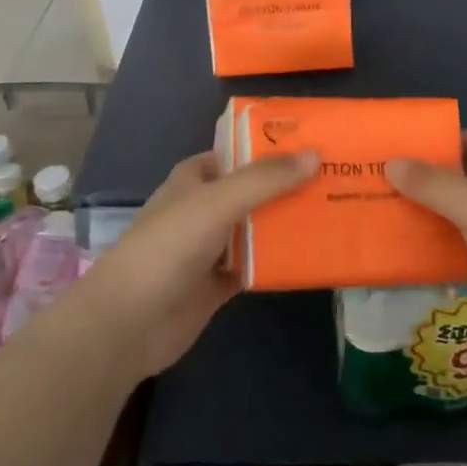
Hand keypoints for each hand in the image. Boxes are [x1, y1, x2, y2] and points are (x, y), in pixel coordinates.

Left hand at [64, 149, 317, 383]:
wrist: (130, 321)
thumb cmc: (168, 247)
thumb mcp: (218, 201)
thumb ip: (265, 179)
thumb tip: (315, 154)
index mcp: (195, 179)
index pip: (237, 153)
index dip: (269, 147)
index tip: (312, 144)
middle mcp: (204, 209)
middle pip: (253, 191)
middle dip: (288, 185)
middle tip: (336, 178)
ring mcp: (211, 248)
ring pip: (257, 228)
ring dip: (288, 223)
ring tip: (335, 211)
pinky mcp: (220, 284)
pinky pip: (258, 265)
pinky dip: (281, 261)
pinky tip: (314, 255)